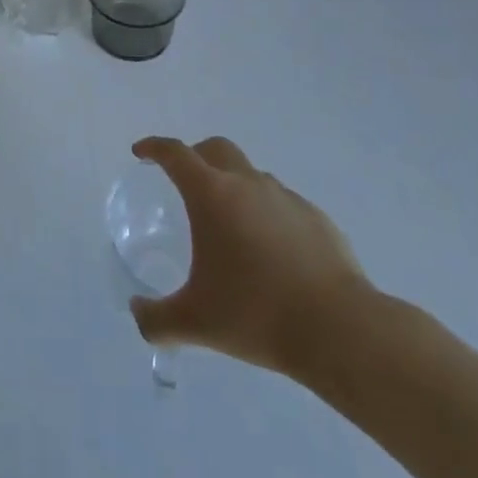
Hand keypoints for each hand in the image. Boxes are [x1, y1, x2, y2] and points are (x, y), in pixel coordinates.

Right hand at [129, 136, 374, 383]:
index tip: (141, 153)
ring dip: (235, 186)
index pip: (174, 153)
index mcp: (211, 194)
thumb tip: (137, 313)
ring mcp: (286, 198)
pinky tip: (272, 253)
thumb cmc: (256, 314)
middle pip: (216, 148)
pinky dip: (268, 215)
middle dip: (195, 155)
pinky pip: (283, 205)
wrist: (340, 330)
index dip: (154, 147)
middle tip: (185, 181)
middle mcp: (248, 183)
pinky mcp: (318, 219)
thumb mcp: (195, 323)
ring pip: (252, 175)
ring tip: (231, 226)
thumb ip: (156, 319)